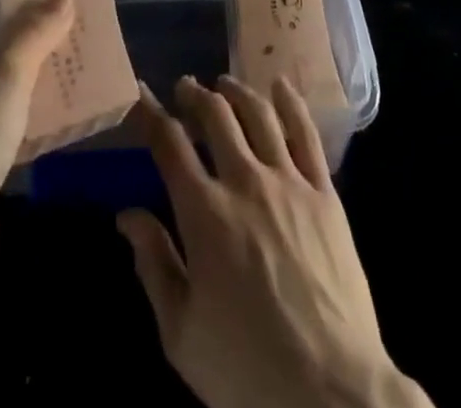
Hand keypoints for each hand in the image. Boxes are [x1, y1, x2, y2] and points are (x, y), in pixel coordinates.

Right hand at [119, 76, 431, 407]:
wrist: (333, 394)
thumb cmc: (247, 370)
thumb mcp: (182, 333)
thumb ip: (154, 265)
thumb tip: (127, 215)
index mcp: (204, 213)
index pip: (169, 144)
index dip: (150, 113)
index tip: (140, 93)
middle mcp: (245, 182)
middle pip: (215, 116)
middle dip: (194, 95)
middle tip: (185, 87)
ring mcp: (289, 182)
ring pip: (258, 114)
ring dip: (236, 91)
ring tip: (223, 84)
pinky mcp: (325, 193)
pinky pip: (307, 134)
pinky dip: (290, 103)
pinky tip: (280, 86)